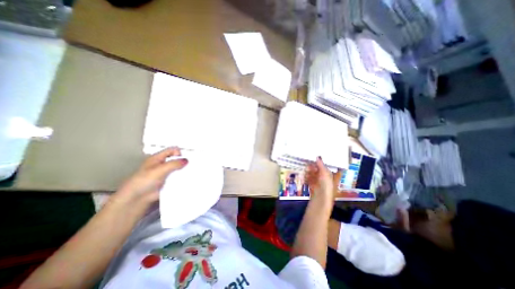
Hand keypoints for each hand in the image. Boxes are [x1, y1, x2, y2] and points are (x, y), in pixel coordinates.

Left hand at [112, 148, 188, 206]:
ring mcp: (165, 173)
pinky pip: (178, 177)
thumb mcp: (160, 169)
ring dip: (183, 170)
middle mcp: (162, 164)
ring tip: (189, 172)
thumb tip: (186, 161)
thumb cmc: (142, 182)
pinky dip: (182, 178)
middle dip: (183, 161)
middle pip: (176, 159)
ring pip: (178, 169)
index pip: (172, 150)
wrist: (137, 199)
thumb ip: (174, 164)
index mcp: (157, 158)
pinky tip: (185, 179)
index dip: (179, 152)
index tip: (185, 158)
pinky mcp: (168, 182)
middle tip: (190, 165)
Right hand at [305, 158, 333, 202]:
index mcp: (332, 175)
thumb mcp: (325, 173)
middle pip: (319, 171)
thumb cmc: (326, 185)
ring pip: (313, 175)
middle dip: (313, 167)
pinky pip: (309, 180)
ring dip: (309, 172)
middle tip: (308, 164)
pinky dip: (306, 178)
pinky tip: (303, 176)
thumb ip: (321, 165)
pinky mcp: (313, 187)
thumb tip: (318, 156)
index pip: (328, 167)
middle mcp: (326, 179)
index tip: (316, 158)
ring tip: (305, 170)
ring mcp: (319, 183)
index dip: (323, 163)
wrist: (321, 199)